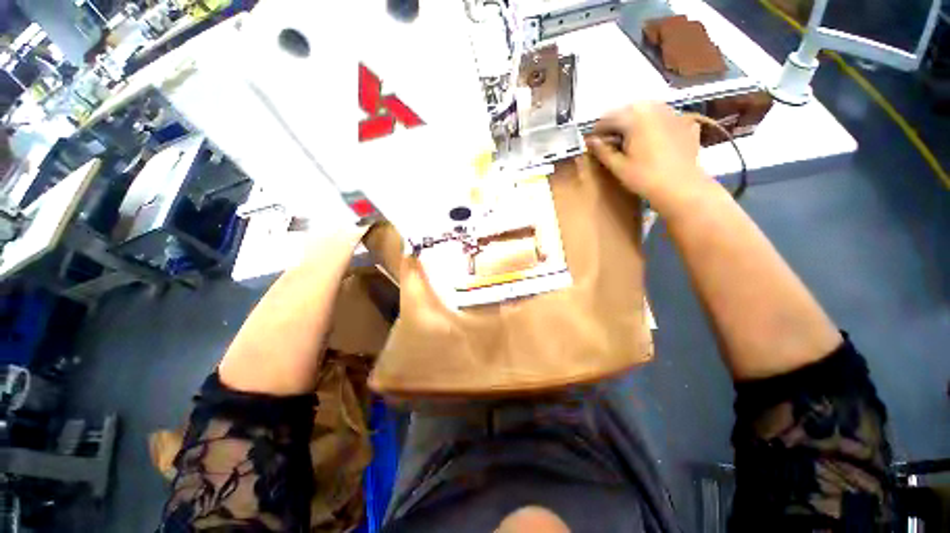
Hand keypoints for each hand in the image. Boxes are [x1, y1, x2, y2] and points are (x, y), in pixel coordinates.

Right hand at [586, 102, 713, 217]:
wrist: (681, 187)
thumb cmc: (645, 178)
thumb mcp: (618, 166)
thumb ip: (602, 151)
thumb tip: (590, 141)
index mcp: (635, 118)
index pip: (609, 118)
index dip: (597, 130)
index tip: (592, 143)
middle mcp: (654, 109)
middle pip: (629, 110)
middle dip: (617, 123)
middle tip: (610, 141)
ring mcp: (672, 114)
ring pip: (648, 110)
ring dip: (636, 121)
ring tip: (630, 138)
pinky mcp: (685, 123)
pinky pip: (665, 117)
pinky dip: (656, 123)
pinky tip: (654, 137)